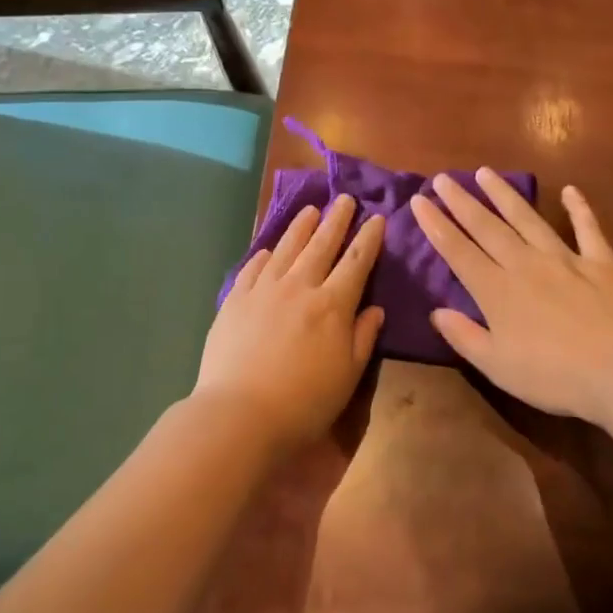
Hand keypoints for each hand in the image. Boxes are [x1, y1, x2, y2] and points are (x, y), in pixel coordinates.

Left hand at [194, 195, 385, 453]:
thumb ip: (363, 337)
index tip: (377, 218)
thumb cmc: (304, 401)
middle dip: (336, 220)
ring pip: (286, 249)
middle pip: (321, 245)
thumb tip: (374, 308)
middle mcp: (299, 287)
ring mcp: (263, 290)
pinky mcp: (235, 300)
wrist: (240, 413)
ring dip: (300, 228)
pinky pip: (252, 268)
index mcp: (332, 305)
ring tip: (310, 210)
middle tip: (345, 199)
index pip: (356, 262)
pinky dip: (264, 255)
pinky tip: (269, 249)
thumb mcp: (348, 375)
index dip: (368, 239)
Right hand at [411, 173, 612, 423]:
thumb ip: (464, 336)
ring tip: (485, 172)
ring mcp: (565, 259)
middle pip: (487, 227)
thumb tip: (436, 311)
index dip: (436, 225)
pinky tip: (570, 190)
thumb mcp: (497, 366)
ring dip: (505, 194)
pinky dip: (579, 208)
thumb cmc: (553, 376)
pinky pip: (587, 229)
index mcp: (497, 291)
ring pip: (528, 219)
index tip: (419, 200)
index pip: (458, 251)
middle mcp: (525, 264)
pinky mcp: (601, 263)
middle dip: (461, 201)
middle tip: (443, 178)